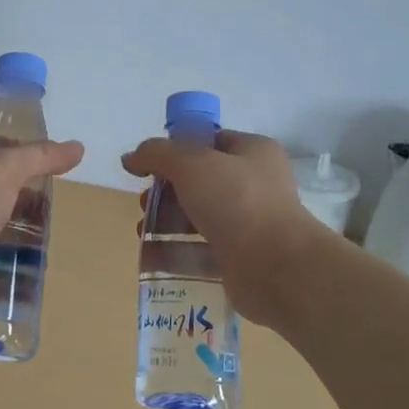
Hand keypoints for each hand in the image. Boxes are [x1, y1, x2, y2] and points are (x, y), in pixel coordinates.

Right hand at [121, 130, 326, 327]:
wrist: (278, 267)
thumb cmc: (238, 202)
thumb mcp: (191, 163)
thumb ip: (156, 154)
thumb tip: (130, 157)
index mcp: (252, 152)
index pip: (207, 141)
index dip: (175, 150)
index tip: (147, 167)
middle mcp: (254, 184)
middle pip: (197, 181)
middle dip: (165, 191)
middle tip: (146, 203)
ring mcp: (248, 223)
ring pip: (197, 216)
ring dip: (165, 222)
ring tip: (143, 231)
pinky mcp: (239, 257)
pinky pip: (200, 250)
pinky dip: (175, 252)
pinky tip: (151, 257)